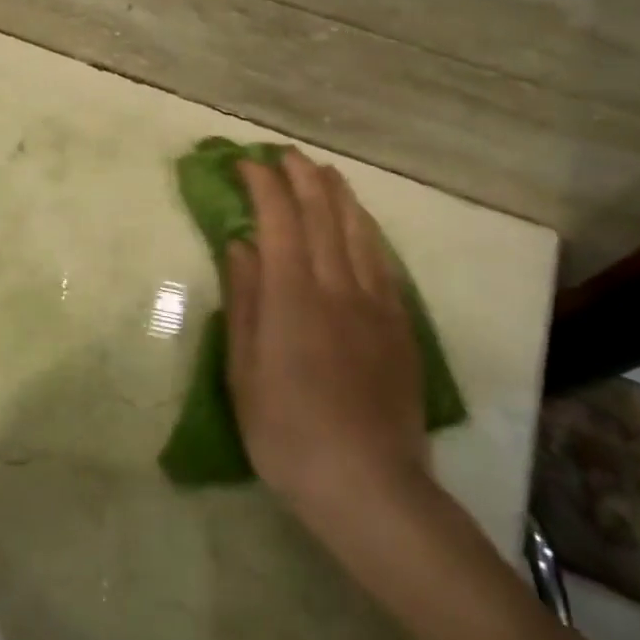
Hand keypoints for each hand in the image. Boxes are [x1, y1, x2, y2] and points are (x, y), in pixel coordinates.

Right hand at [226, 149, 427, 523]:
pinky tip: (361, 225)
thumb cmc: (287, 432)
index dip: (262, 183)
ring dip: (338, 193)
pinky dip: (367, 230)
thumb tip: (240, 246)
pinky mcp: (399, 324)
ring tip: (324, 172)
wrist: (368, 484)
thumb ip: (244, 301)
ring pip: (359, 229)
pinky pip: (383, 261)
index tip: (244, 163)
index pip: (279, 218)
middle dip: (301, 175)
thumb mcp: (244, 371)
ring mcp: (375, 302)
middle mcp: (338, 285)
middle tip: (283, 155)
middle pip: (323, 212)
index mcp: (293, 295)